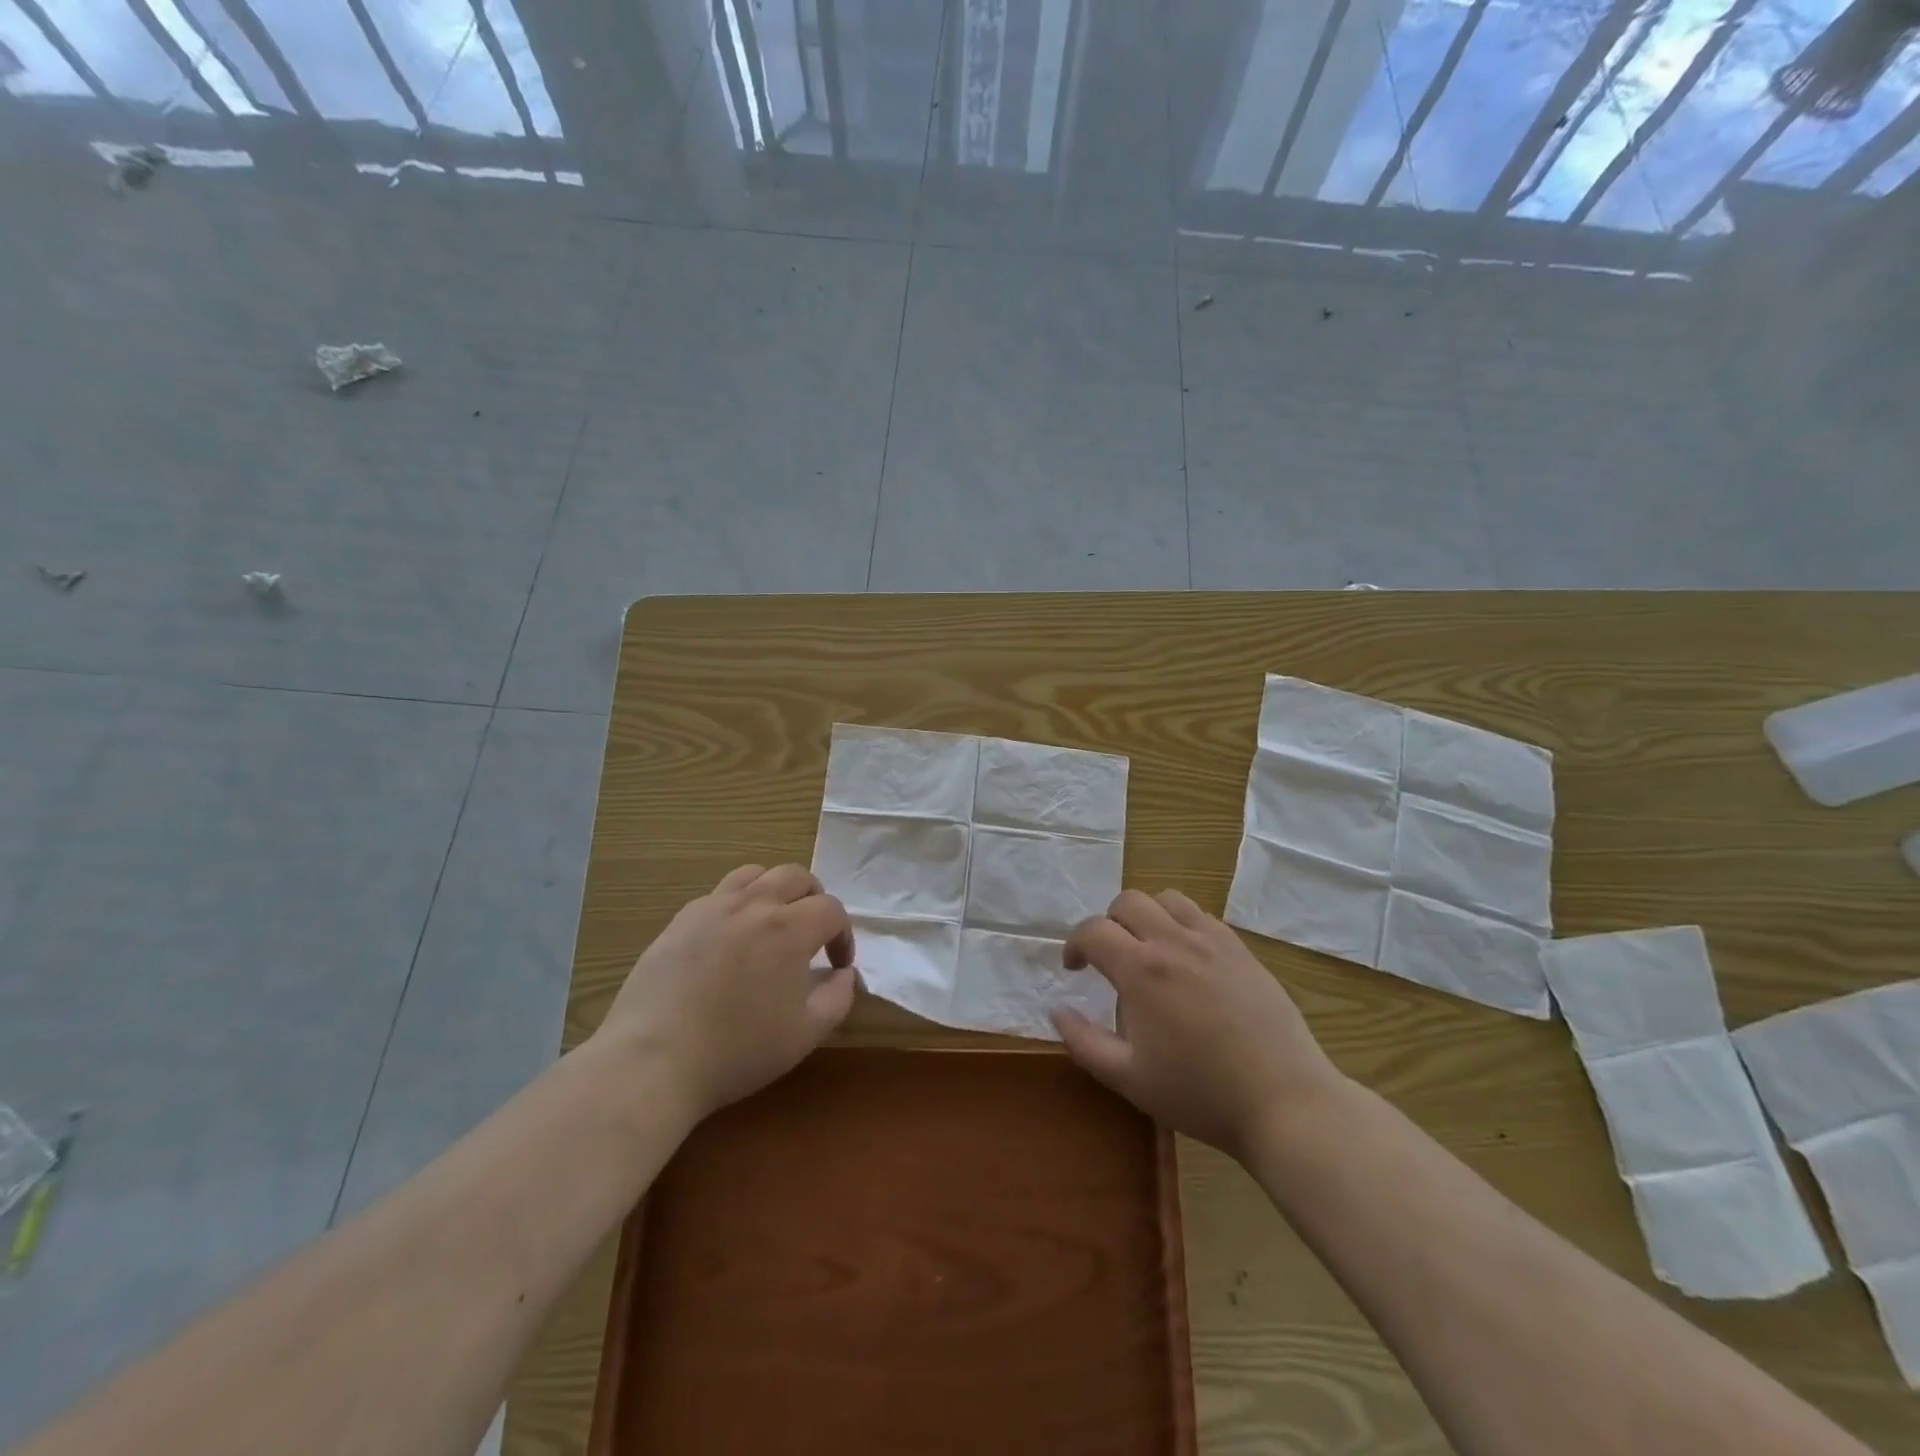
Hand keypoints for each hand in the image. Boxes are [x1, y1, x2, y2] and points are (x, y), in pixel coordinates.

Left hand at [593, 864, 856, 1121]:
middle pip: (796, 876)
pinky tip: (731, 939)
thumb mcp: (805, 1034)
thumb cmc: (737, 1050)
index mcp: (788, 928)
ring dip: (775, 891)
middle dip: (815, 899)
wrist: (653, 1059)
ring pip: (755, 874)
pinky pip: (719, 893)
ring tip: (773, 923)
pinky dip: (738, 904)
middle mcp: (753, 904)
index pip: (831, 909)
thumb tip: (844, 973)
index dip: (843, 934)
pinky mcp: (681, 920)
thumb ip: (837, 997)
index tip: (837, 964)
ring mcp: (712, 907)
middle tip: (813, 934)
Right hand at [1051, 889, 1342, 1158]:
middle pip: (1128, 901)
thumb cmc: (1200, 1094)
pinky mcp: (1242, 949)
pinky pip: (1202, 916)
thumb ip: (1083, 1041)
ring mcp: (1213, 941)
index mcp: (1141, 970)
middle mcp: (1174, 941)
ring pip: (1167, 899)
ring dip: (1147, 915)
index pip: (1093, 930)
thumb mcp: (1128, 1078)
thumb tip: (1057, 1009)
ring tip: (1149, 950)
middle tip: (1110, 958)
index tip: (1075, 969)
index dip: (1074, 944)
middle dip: (1108, 923)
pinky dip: (1182, 924)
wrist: (1284, 1101)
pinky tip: (1188, 960)